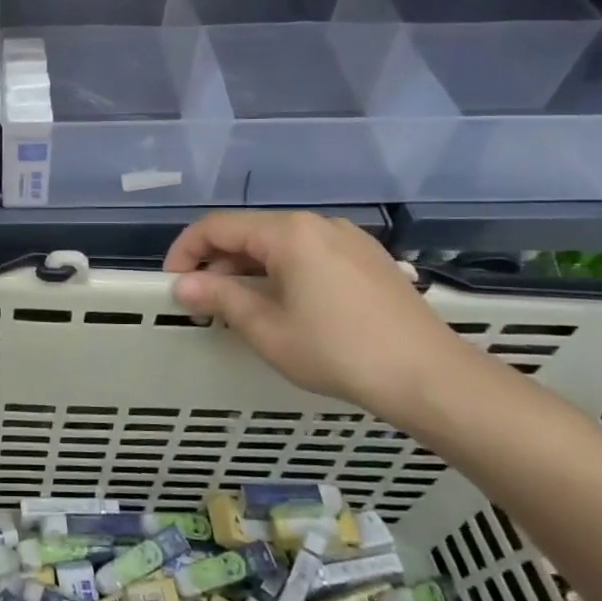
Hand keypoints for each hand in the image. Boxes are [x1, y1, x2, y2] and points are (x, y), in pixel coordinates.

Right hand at [164, 211, 472, 419]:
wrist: (429, 376)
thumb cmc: (338, 351)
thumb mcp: (268, 329)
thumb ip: (220, 299)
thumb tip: (182, 286)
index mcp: (288, 232)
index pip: (217, 227)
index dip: (185, 251)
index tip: (172, 285)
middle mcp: (318, 224)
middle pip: (249, 232)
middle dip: (217, 264)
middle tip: (202, 304)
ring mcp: (348, 239)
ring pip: (280, 244)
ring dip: (248, 270)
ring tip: (239, 309)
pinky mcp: (368, 259)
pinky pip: (309, 254)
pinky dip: (281, 272)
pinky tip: (284, 306)